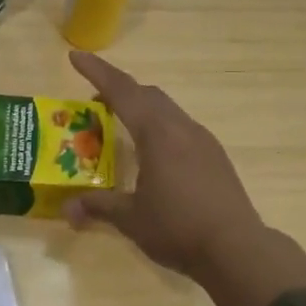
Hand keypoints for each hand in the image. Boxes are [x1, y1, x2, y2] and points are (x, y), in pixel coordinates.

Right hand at [64, 51, 305, 305]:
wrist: (237, 249)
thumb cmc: (178, 228)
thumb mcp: (132, 219)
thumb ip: (99, 207)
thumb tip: (67, 211)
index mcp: (157, 134)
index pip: (122, 92)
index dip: (97, 72)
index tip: (75, 56)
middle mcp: (181, 128)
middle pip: (147, 95)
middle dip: (119, 90)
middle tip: (95, 103)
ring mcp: (203, 141)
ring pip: (168, 110)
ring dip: (142, 109)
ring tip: (123, 127)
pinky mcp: (216, 157)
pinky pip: (182, 128)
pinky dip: (161, 127)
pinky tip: (155, 153)